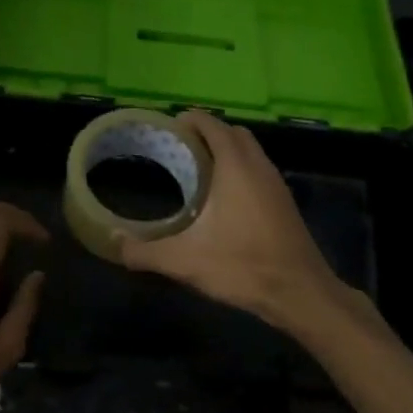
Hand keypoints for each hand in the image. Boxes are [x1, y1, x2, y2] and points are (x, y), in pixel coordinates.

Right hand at [119, 111, 359, 330]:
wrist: (300, 293)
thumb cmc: (242, 266)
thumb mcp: (185, 261)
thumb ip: (144, 251)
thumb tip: (113, 244)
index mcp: (236, 166)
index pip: (212, 124)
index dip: (189, 120)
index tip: (166, 128)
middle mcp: (259, 166)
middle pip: (232, 132)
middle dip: (206, 133)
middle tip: (179, 149)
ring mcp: (276, 183)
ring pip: (250, 151)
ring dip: (226, 151)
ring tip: (197, 171)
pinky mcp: (284, 203)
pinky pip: (259, 171)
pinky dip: (240, 170)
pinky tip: (222, 200)